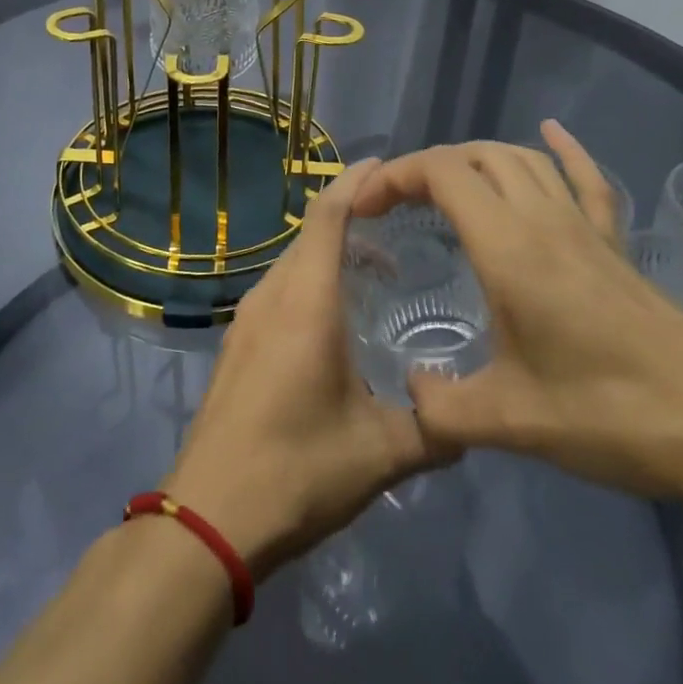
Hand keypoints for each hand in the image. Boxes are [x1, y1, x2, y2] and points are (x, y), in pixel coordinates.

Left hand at [162, 159, 457, 579]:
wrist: (210, 517)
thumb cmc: (297, 469)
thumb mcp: (379, 453)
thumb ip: (433, 430)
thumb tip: (472, 419)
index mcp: (304, 303)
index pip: (326, 218)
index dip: (353, 184)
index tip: (384, 166)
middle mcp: (271, 297)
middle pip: (309, 235)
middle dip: (350, 217)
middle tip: (399, 222)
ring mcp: (247, 320)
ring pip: (292, 263)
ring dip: (328, 253)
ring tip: (376, 269)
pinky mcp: (237, 344)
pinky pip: (279, 290)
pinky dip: (309, 281)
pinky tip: (335, 316)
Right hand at [351, 122, 682, 502]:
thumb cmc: (611, 416)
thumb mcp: (511, 422)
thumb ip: (443, 407)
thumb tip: (410, 391)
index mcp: (510, 248)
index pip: (443, 174)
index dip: (396, 176)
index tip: (365, 207)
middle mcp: (544, 221)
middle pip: (477, 157)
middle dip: (427, 168)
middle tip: (395, 204)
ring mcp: (585, 228)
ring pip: (524, 160)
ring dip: (476, 159)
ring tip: (445, 186)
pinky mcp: (615, 245)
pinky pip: (586, 179)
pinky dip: (564, 149)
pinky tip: (551, 133)